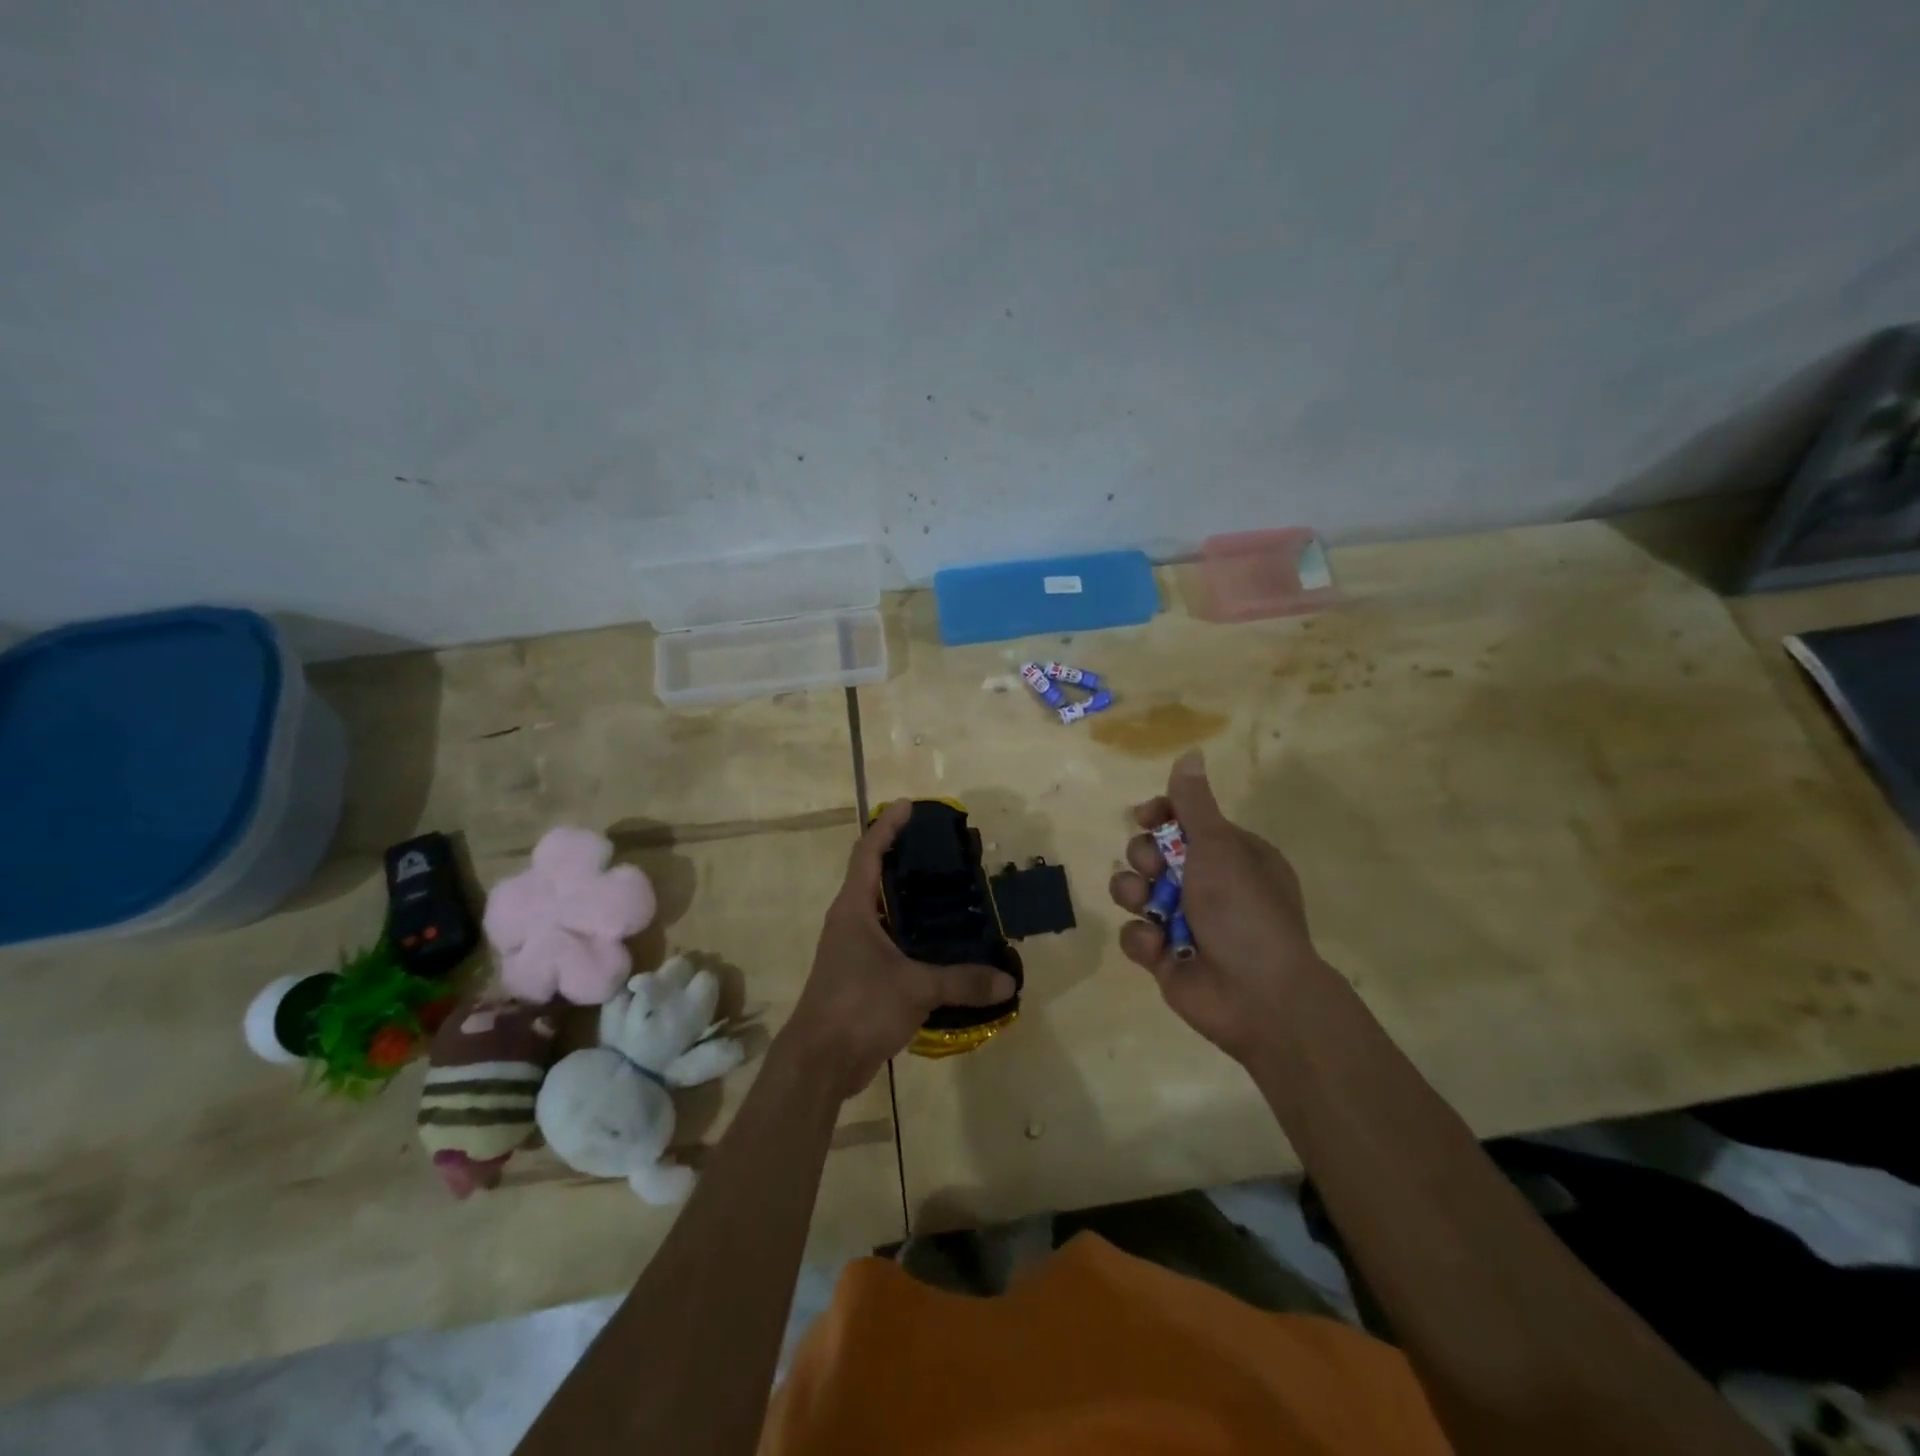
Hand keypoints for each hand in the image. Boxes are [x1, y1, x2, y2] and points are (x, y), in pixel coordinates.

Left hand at [782, 800, 1016, 1099]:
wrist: (819, 1062)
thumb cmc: (858, 1006)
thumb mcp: (916, 988)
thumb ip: (963, 981)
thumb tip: (1008, 979)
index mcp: (854, 908)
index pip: (868, 852)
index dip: (888, 826)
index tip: (909, 805)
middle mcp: (850, 921)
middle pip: (876, 876)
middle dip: (906, 860)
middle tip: (945, 852)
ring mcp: (853, 949)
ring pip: (885, 912)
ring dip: (911, 901)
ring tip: (951, 894)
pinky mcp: (860, 975)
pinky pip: (890, 943)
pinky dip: (913, 937)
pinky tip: (942, 945)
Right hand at [1108, 749, 1324, 1063]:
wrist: (1258, 996)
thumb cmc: (1244, 910)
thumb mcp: (1220, 847)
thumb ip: (1194, 804)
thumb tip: (1191, 753)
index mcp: (1231, 855)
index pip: (1184, 821)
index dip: (1159, 815)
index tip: (1144, 817)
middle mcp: (1208, 884)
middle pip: (1152, 853)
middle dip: (1144, 857)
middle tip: (1155, 869)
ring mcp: (1184, 921)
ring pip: (1135, 891)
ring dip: (1133, 893)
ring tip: (1146, 905)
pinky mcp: (1164, 955)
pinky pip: (1135, 933)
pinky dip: (1142, 937)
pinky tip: (1158, 947)